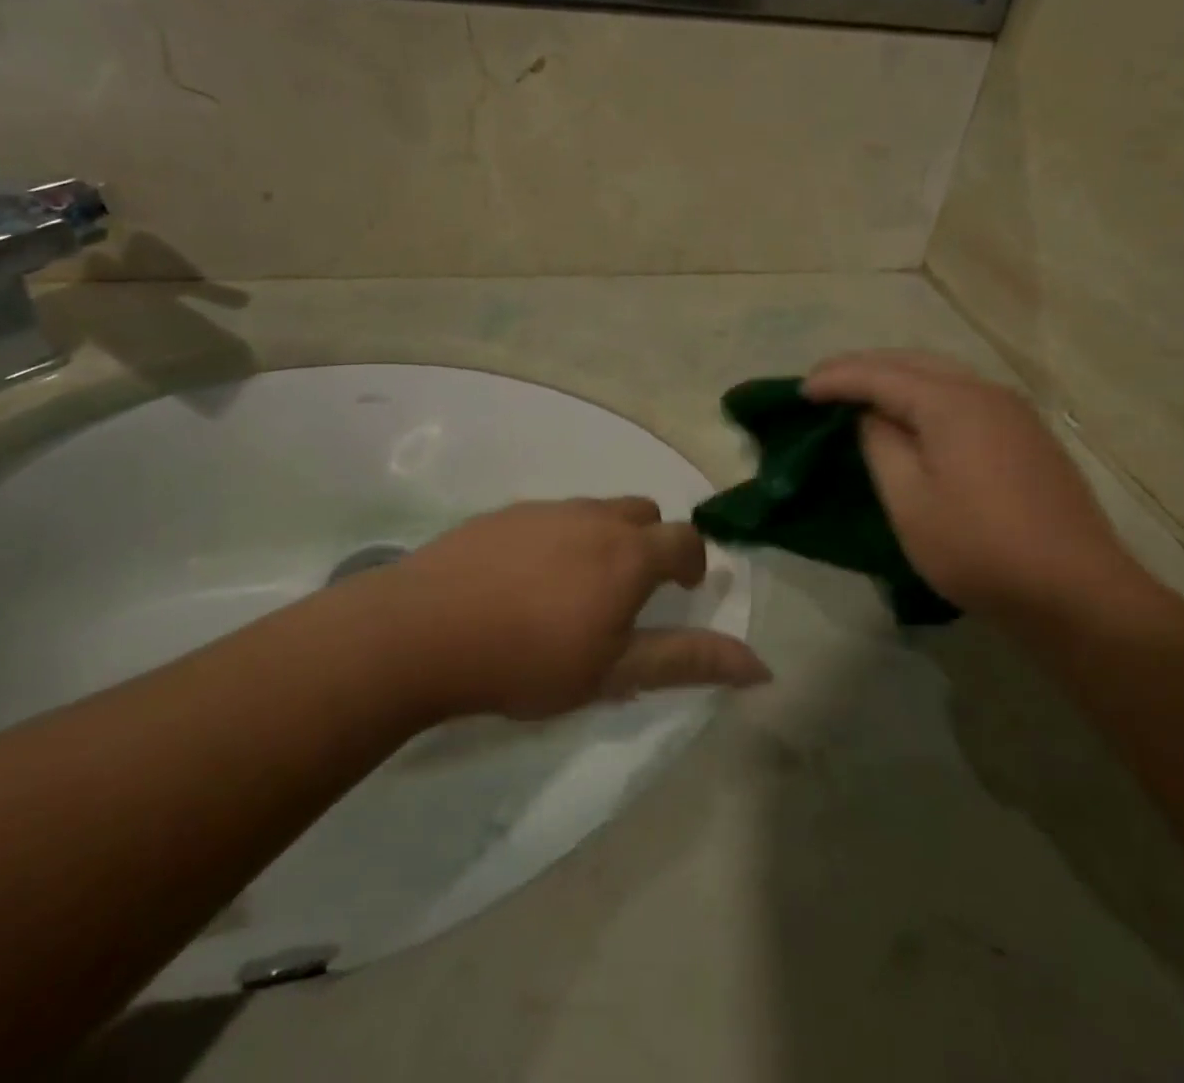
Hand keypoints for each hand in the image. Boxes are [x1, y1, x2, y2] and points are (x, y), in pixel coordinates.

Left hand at [365, 498, 770, 721]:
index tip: (684, 589)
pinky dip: (560, 539)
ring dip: (605, 539)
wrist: (422, 632)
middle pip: (643, 514)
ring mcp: (544, 510)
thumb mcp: (614, 673)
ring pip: (596, 511)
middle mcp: (593, 517)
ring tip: (578, 589)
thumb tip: (761, 665)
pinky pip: (551, 517)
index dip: (693, 562)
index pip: (685, 539)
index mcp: (628, 553)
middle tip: (632, 591)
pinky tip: (527, 581)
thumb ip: (687, 661)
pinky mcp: (503, 514)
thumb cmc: (528, 659)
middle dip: (652, 544)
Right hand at [805, 352, 1143, 614]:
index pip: (880, 374)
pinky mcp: (1028, 435)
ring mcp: (1013, 412)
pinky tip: (915, 417)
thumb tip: (872, 416)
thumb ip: (881, 445)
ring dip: (898, 378)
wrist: (1076, 592)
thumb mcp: (909, 501)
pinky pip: (964, 396)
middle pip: (913, 362)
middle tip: (825, 384)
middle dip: (865, 367)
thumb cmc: (978, 548)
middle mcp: (985, 392)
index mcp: (951, 402)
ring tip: (862, 395)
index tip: (800, 390)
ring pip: (942, 375)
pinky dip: (927, 395)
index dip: (837, 379)